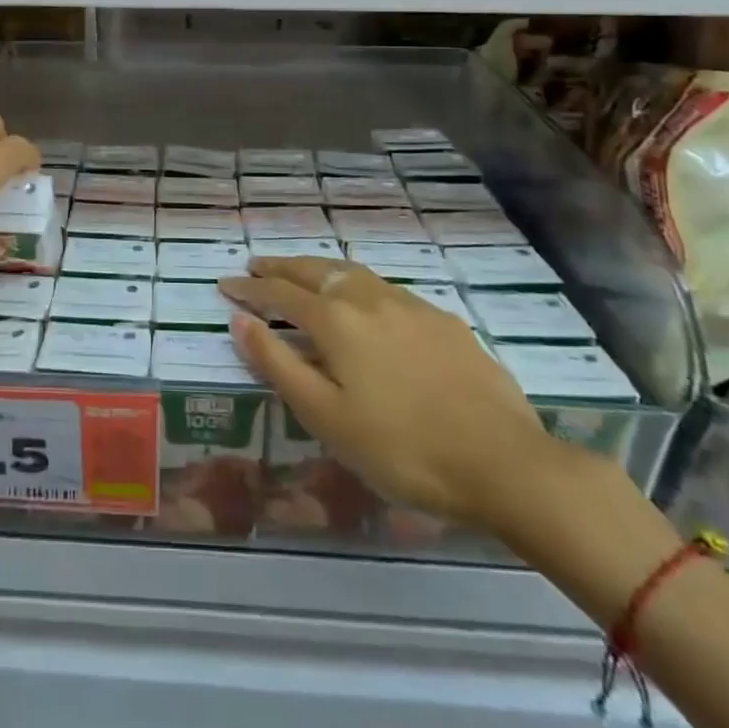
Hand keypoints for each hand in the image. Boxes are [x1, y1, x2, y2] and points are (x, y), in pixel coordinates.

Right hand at [219, 257, 555, 531]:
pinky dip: (359, 284)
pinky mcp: (444, 321)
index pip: (280, 294)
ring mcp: (411, 305)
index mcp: (336, 320)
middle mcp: (369, 298)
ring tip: (303, 272)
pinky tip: (367, 302)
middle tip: (256, 265)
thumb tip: (239, 321)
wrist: (504, 462)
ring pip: (353, 272)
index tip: (225, 284)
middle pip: (315, 271)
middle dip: (281, 267)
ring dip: (320, 268)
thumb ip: (279, 364)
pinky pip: (387, 289)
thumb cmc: (402, 448)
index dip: (250, 288)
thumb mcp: (327, 417)